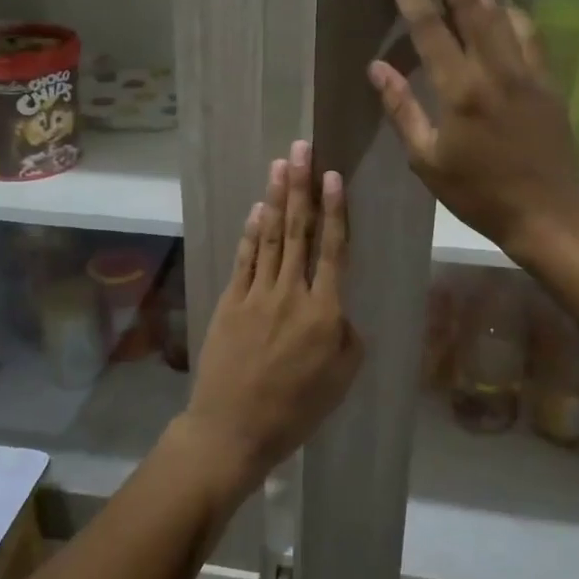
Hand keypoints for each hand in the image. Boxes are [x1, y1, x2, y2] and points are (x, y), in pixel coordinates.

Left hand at [178, 140, 362, 496]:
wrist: (233, 429)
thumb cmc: (295, 410)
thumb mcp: (341, 380)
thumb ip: (347, 336)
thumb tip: (339, 308)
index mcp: (325, 312)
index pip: (332, 249)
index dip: (334, 210)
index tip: (333, 176)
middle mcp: (291, 294)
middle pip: (299, 231)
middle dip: (301, 187)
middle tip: (301, 149)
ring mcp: (257, 294)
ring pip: (272, 237)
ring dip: (276, 198)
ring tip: (281, 165)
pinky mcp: (231, 301)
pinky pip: (245, 259)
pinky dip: (252, 232)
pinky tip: (257, 209)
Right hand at [369, 0, 578, 256]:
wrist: (547, 213)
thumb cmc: (478, 192)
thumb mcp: (428, 160)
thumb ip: (402, 109)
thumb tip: (377, 67)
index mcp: (460, 91)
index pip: (430, 28)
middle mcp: (495, 70)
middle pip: (471, 4)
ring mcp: (528, 72)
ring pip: (502, 12)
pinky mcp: (548, 80)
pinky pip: (529, 33)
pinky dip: (511, 10)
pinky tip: (500, 3)